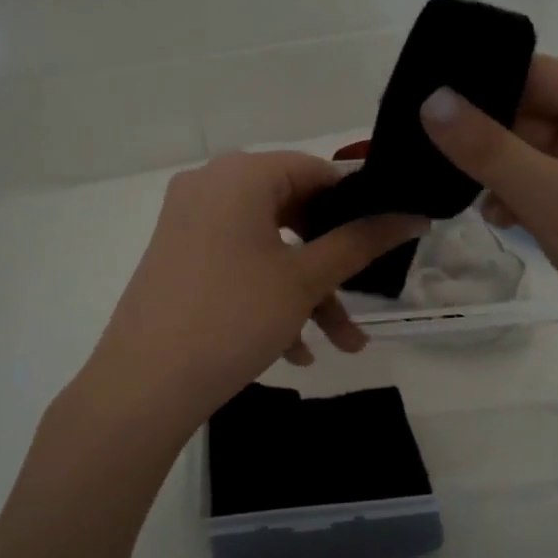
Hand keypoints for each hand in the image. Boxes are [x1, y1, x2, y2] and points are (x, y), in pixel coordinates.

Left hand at [76, 151, 424, 439]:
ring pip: (269, 247)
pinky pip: (238, 264)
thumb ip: (361, 241)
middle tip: (363, 300)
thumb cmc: (233, 318)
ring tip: (340, 346)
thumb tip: (414, 214)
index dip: (357, 206)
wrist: (143, 386)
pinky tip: (295, 351)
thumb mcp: (305, 280)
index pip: (317, 172)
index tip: (386, 242)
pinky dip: (269, 297)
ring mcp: (188, 222)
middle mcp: (210, 186)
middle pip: (293, 212)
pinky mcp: (178, 257)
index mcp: (240, 175)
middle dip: (333, 266)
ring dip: (307, 293)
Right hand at [419, 55, 557, 398]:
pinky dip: (507, 203)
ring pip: (524, 161)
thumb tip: (431, 100)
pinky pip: (533, 197)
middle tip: (415, 143)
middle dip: (477, 131)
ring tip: (443, 184)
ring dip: (489, 171)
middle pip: (525, 116)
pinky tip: (490, 219)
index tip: (420, 90)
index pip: (535, 74)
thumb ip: (491, 150)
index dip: (481, 77)